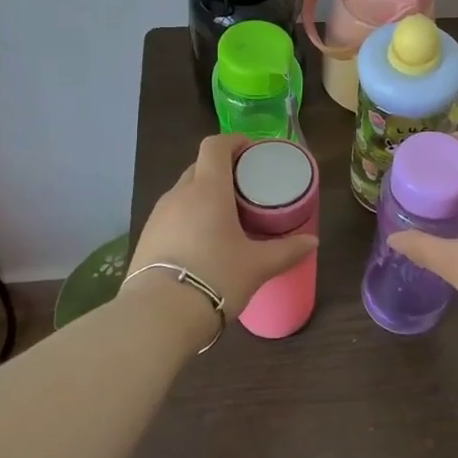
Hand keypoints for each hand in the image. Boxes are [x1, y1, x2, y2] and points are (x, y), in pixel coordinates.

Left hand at [132, 134, 318, 316]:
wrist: (158, 316)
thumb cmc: (216, 278)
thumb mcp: (258, 266)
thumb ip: (287, 250)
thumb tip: (312, 242)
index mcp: (208, 189)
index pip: (215, 146)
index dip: (233, 141)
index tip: (251, 151)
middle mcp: (179, 194)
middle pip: (200, 167)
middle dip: (221, 170)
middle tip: (245, 189)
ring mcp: (158, 216)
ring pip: (183, 192)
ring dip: (203, 195)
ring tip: (225, 217)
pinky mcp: (146, 239)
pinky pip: (172, 216)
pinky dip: (188, 218)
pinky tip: (202, 243)